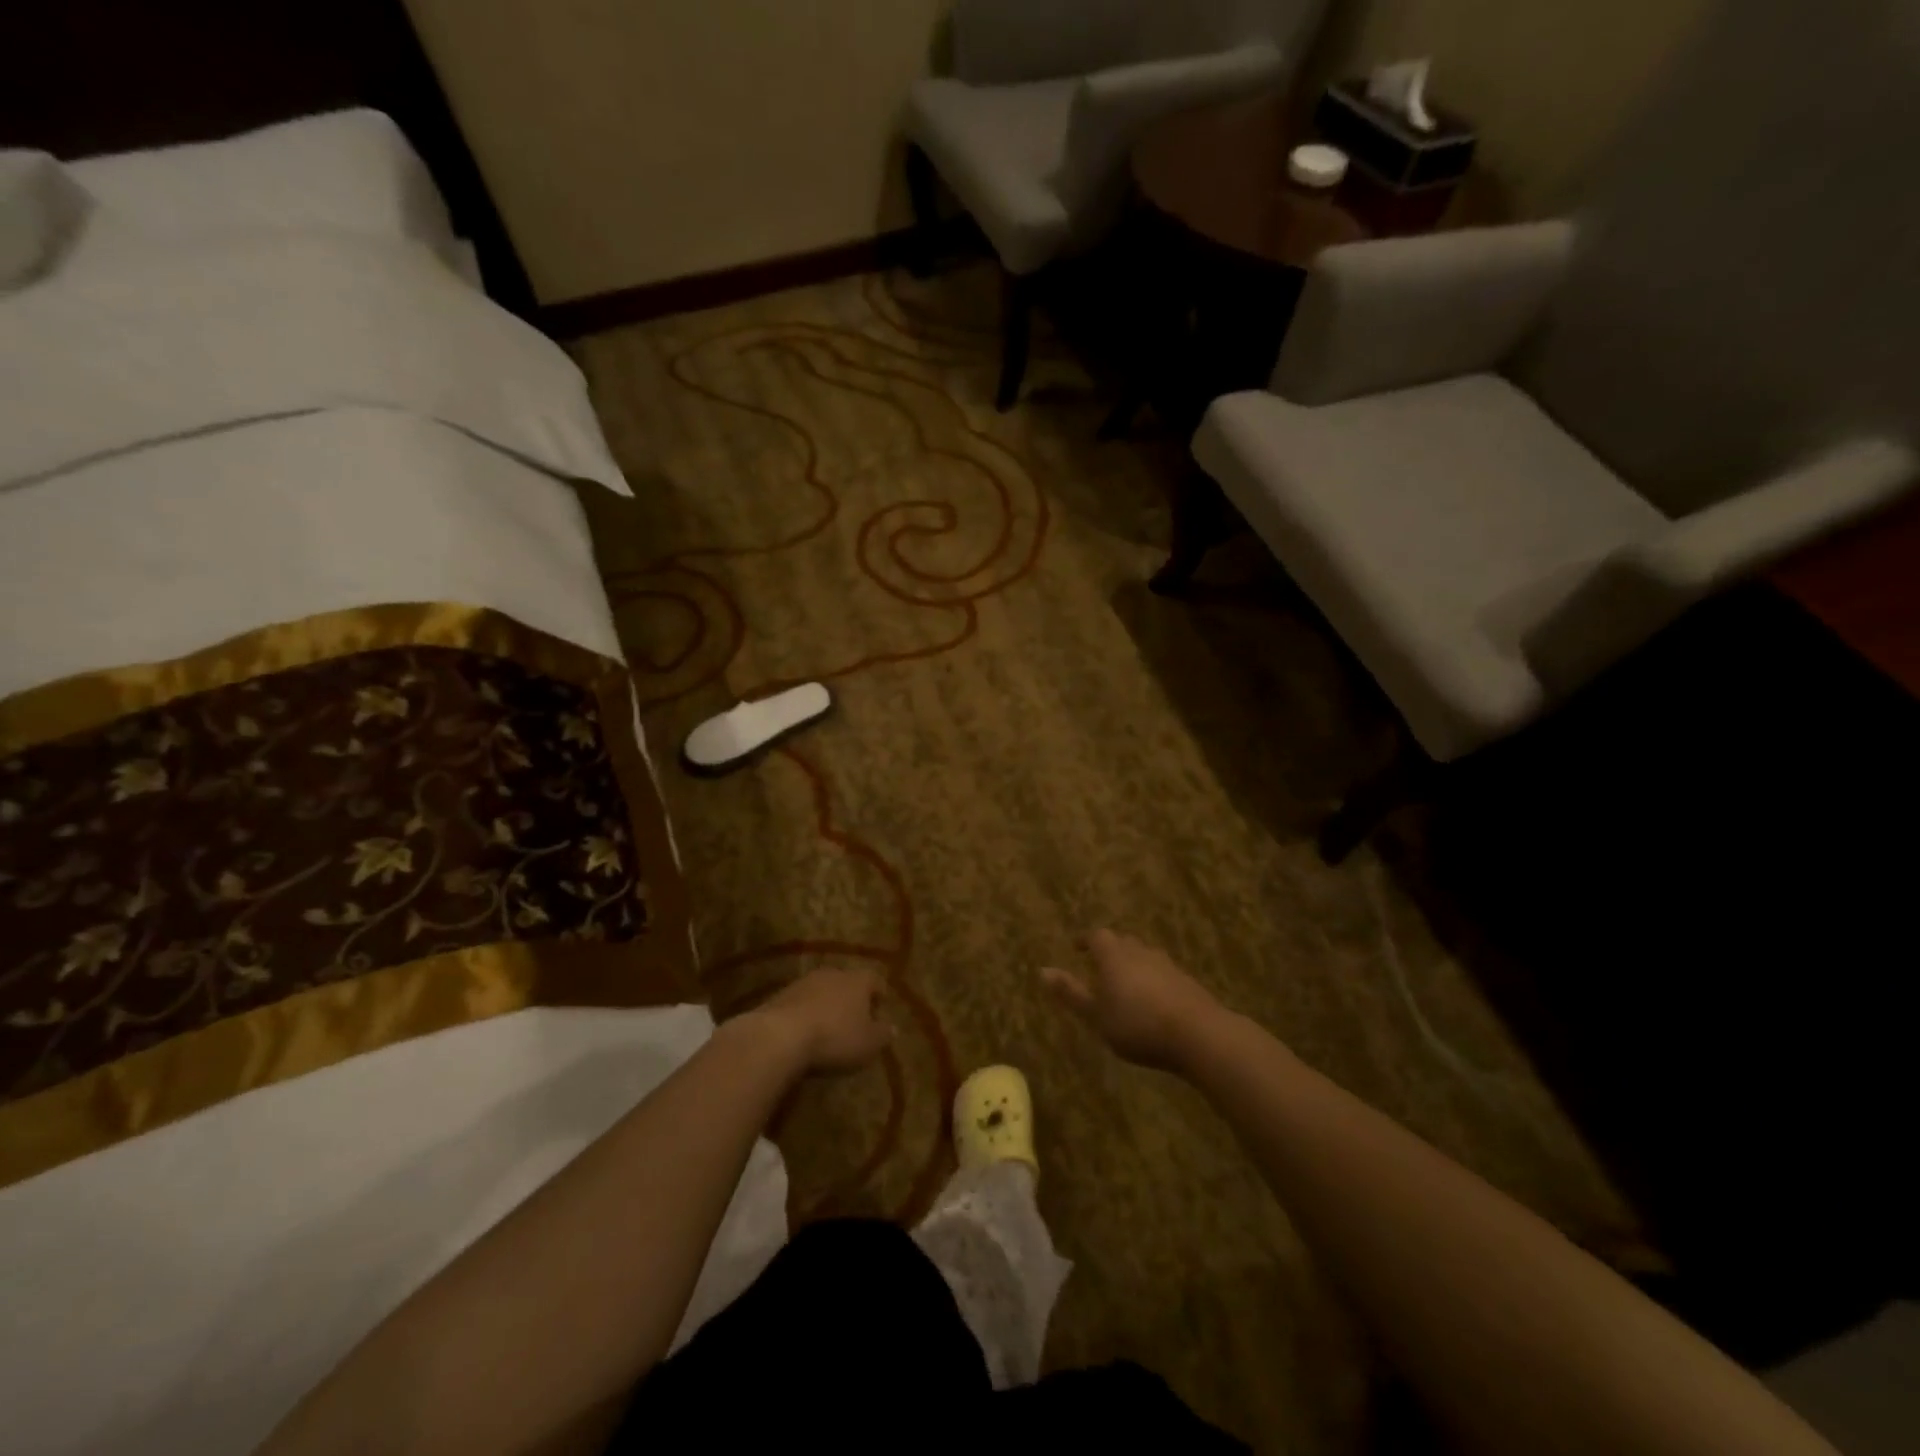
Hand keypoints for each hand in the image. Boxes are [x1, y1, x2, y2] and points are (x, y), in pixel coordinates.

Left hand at [744, 968, 895, 1075]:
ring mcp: (804, 982)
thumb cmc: (835, 1037)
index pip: (875, 980)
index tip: (881, 1007)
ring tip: (828, 1028)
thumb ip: (882, 1035)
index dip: (880, 993)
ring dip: (826, 1005)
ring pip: (822, 990)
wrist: (780, 1036)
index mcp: (858, 981)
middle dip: (852, 998)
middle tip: (855, 1019)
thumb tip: (892, 1028)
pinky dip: (806, 1014)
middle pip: (847, 982)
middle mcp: (832, 973)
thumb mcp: (868, 1044)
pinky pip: (801, 1002)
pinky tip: (804, 1033)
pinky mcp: (780, 995)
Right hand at [1042, 929, 1225, 1071]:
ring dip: (1133, 964)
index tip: (1078, 947)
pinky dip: (1152, 980)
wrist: (1198, 1034)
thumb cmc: (1137, 1024)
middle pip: (1122, 942)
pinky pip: (1162, 973)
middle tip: (1100, 965)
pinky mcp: (1187, 982)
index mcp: (1114, 955)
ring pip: (1144, 956)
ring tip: (1126, 984)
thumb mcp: (1096, 1015)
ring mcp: (1167, 965)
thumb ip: (1070, 993)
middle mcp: (1140, 952)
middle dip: (1110, 950)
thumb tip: (1041, 970)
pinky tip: (1153, 1001)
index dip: (1086, 940)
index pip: (1097, 936)